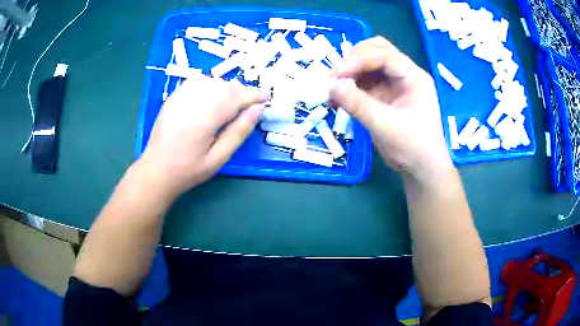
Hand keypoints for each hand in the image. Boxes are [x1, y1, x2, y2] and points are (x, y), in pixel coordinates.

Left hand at [138, 74, 266, 195]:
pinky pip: (197, 81)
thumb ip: (239, 132)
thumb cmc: (189, 170)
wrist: (156, 170)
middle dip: (242, 92)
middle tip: (249, 106)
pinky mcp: (173, 97)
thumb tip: (257, 109)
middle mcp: (192, 102)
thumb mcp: (218, 158)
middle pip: (225, 86)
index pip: (236, 97)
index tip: (266, 98)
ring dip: (227, 88)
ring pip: (212, 81)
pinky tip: (211, 98)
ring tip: (230, 104)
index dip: (254, 95)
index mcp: (205, 119)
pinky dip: (210, 85)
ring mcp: (180, 97)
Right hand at [330, 36, 452, 183]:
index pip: (385, 55)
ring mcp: (395, 85)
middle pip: (377, 51)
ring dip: (350, 73)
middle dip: (354, 60)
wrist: (422, 170)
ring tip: (333, 89)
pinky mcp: (385, 96)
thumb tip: (331, 85)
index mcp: (414, 78)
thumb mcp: (385, 126)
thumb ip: (358, 104)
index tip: (337, 76)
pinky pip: (365, 82)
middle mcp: (405, 75)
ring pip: (369, 64)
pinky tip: (338, 98)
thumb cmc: (412, 148)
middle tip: (336, 77)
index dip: (359, 60)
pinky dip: (350, 86)